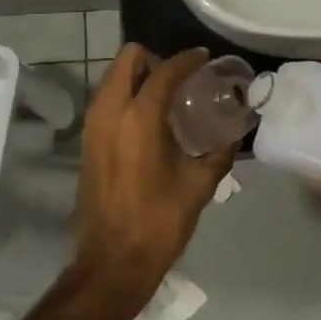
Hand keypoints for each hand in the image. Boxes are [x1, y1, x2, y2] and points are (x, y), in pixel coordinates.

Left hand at [72, 44, 235, 309]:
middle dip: (154, 59)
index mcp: (140, 118)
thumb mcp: (198, 185)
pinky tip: (146, 118)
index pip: (165, 70)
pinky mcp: (85, 140)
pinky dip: (124, 95)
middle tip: (179, 78)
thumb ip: (219, 152)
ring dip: (136, 76)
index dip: (187, 59)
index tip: (204, 57)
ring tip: (164, 96)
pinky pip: (105, 99)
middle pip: (128, 59)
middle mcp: (111, 111)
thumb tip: (235, 134)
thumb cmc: (159, 222)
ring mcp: (93, 124)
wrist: (112, 262)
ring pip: (112, 76)